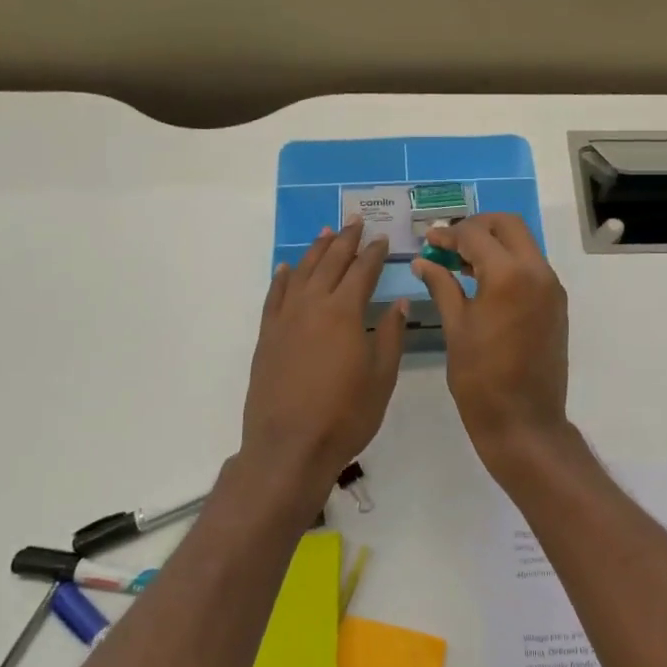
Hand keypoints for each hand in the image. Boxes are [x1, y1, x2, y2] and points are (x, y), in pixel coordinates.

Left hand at [238, 221, 405, 517]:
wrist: (289, 446)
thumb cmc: (345, 415)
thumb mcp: (382, 377)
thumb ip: (391, 335)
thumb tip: (398, 301)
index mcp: (344, 312)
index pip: (362, 271)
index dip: (374, 253)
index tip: (383, 238)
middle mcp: (312, 305)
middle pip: (330, 262)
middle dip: (345, 240)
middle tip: (355, 220)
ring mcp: (285, 319)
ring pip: (301, 272)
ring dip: (315, 250)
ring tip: (326, 232)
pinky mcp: (268, 336)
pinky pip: (274, 296)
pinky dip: (282, 278)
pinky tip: (287, 268)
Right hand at [410, 214, 571, 475]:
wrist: (524, 422)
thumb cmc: (481, 379)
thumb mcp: (455, 328)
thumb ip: (442, 286)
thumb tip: (423, 261)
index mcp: (509, 275)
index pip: (476, 235)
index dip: (448, 234)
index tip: (429, 241)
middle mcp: (538, 272)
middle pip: (508, 225)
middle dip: (477, 226)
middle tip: (449, 242)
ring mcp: (551, 288)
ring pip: (523, 244)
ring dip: (494, 243)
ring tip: (460, 261)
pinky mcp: (556, 304)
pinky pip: (532, 267)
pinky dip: (508, 262)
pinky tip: (482, 282)